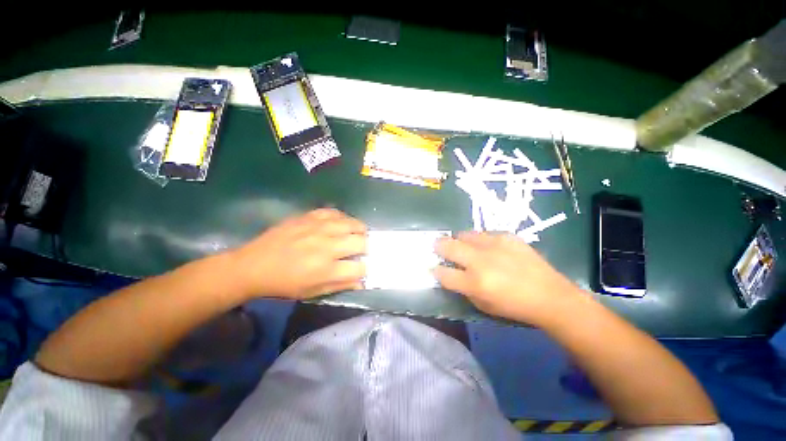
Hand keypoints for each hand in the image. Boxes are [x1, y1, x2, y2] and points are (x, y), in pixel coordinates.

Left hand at [230, 209, 366, 298]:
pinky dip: (343, 218)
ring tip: (356, 234)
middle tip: (361, 250)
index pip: (360, 267)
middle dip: (366, 248)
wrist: (253, 266)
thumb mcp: (312, 292)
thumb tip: (361, 281)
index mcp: (326, 269)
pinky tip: (340, 223)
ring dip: (359, 230)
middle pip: (361, 242)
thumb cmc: (283, 284)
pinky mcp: (309, 217)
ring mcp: (318, 228)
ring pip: (352, 223)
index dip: (366, 268)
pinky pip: (335, 212)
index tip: (363, 267)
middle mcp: (326, 246)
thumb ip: (340, 285)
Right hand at [434, 232, 584, 325]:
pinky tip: (488, 248)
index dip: (436, 270)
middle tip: (439, 248)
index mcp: (474, 282)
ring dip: (459, 241)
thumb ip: (462, 288)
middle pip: (447, 245)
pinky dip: (479, 241)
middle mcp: (480, 260)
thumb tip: (450, 274)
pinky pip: (483, 234)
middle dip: (438, 246)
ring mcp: (493, 245)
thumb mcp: (482, 305)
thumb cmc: (514, 307)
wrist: (550, 296)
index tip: (436, 269)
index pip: (442, 273)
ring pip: (463, 234)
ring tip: (465, 247)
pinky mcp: (506, 236)